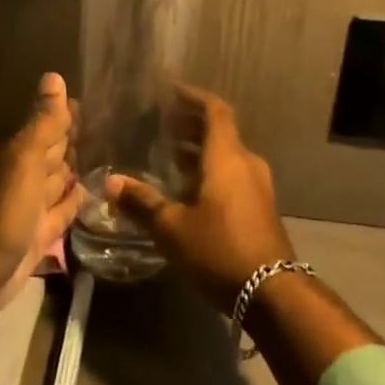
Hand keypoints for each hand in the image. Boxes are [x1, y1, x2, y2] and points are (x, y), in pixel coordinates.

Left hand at [0, 72, 81, 313]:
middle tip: (104, 125)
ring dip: (74, 170)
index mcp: (18, 153)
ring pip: (58, 181)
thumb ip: (43, 123)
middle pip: (52, 153)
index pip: (47, 126)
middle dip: (72, 140)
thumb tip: (54, 76)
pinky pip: (62, 212)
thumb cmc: (0, 211)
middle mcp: (25, 176)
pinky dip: (74, 202)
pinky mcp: (39, 235)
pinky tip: (91, 194)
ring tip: (104, 156)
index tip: (90, 99)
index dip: (65, 114)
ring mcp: (31, 207)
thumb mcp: (23, 160)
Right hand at [104, 84, 295, 313]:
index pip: (214, 110)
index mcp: (227, 156)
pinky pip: (233, 174)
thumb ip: (142, 202)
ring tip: (170, 155)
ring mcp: (257, 186)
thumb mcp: (172, 228)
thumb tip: (112, 182)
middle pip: (220, 131)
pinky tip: (189, 189)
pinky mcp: (260, 207)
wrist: (273, 293)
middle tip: (162, 124)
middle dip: (191, 124)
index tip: (171, 91)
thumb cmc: (220, 249)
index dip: (193, 97)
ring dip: (200, 150)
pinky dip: (211, 170)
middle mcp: (246, 163)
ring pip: (226, 154)